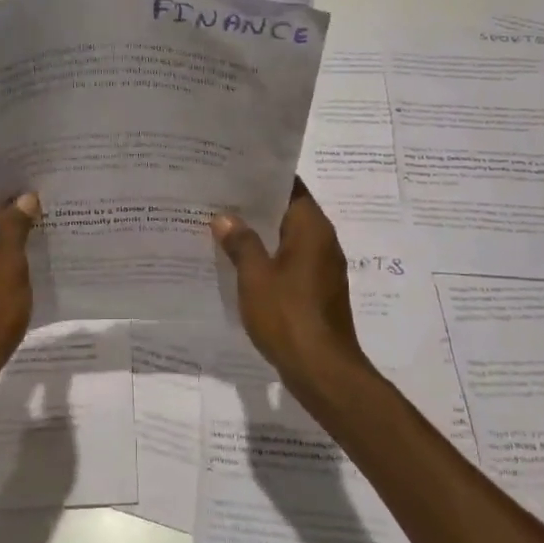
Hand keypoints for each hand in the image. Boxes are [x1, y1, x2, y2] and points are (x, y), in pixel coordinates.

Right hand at [212, 179, 376, 397]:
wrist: (322, 370)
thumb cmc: (288, 315)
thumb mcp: (255, 276)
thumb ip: (241, 243)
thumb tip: (225, 218)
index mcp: (312, 229)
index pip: (291, 187)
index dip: (263, 178)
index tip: (234, 172)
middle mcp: (324, 242)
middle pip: (289, 213)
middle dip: (256, 207)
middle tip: (220, 199)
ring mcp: (323, 269)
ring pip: (288, 240)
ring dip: (261, 235)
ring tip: (223, 229)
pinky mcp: (318, 292)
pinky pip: (291, 263)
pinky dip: (269, 259)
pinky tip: (241, 265)